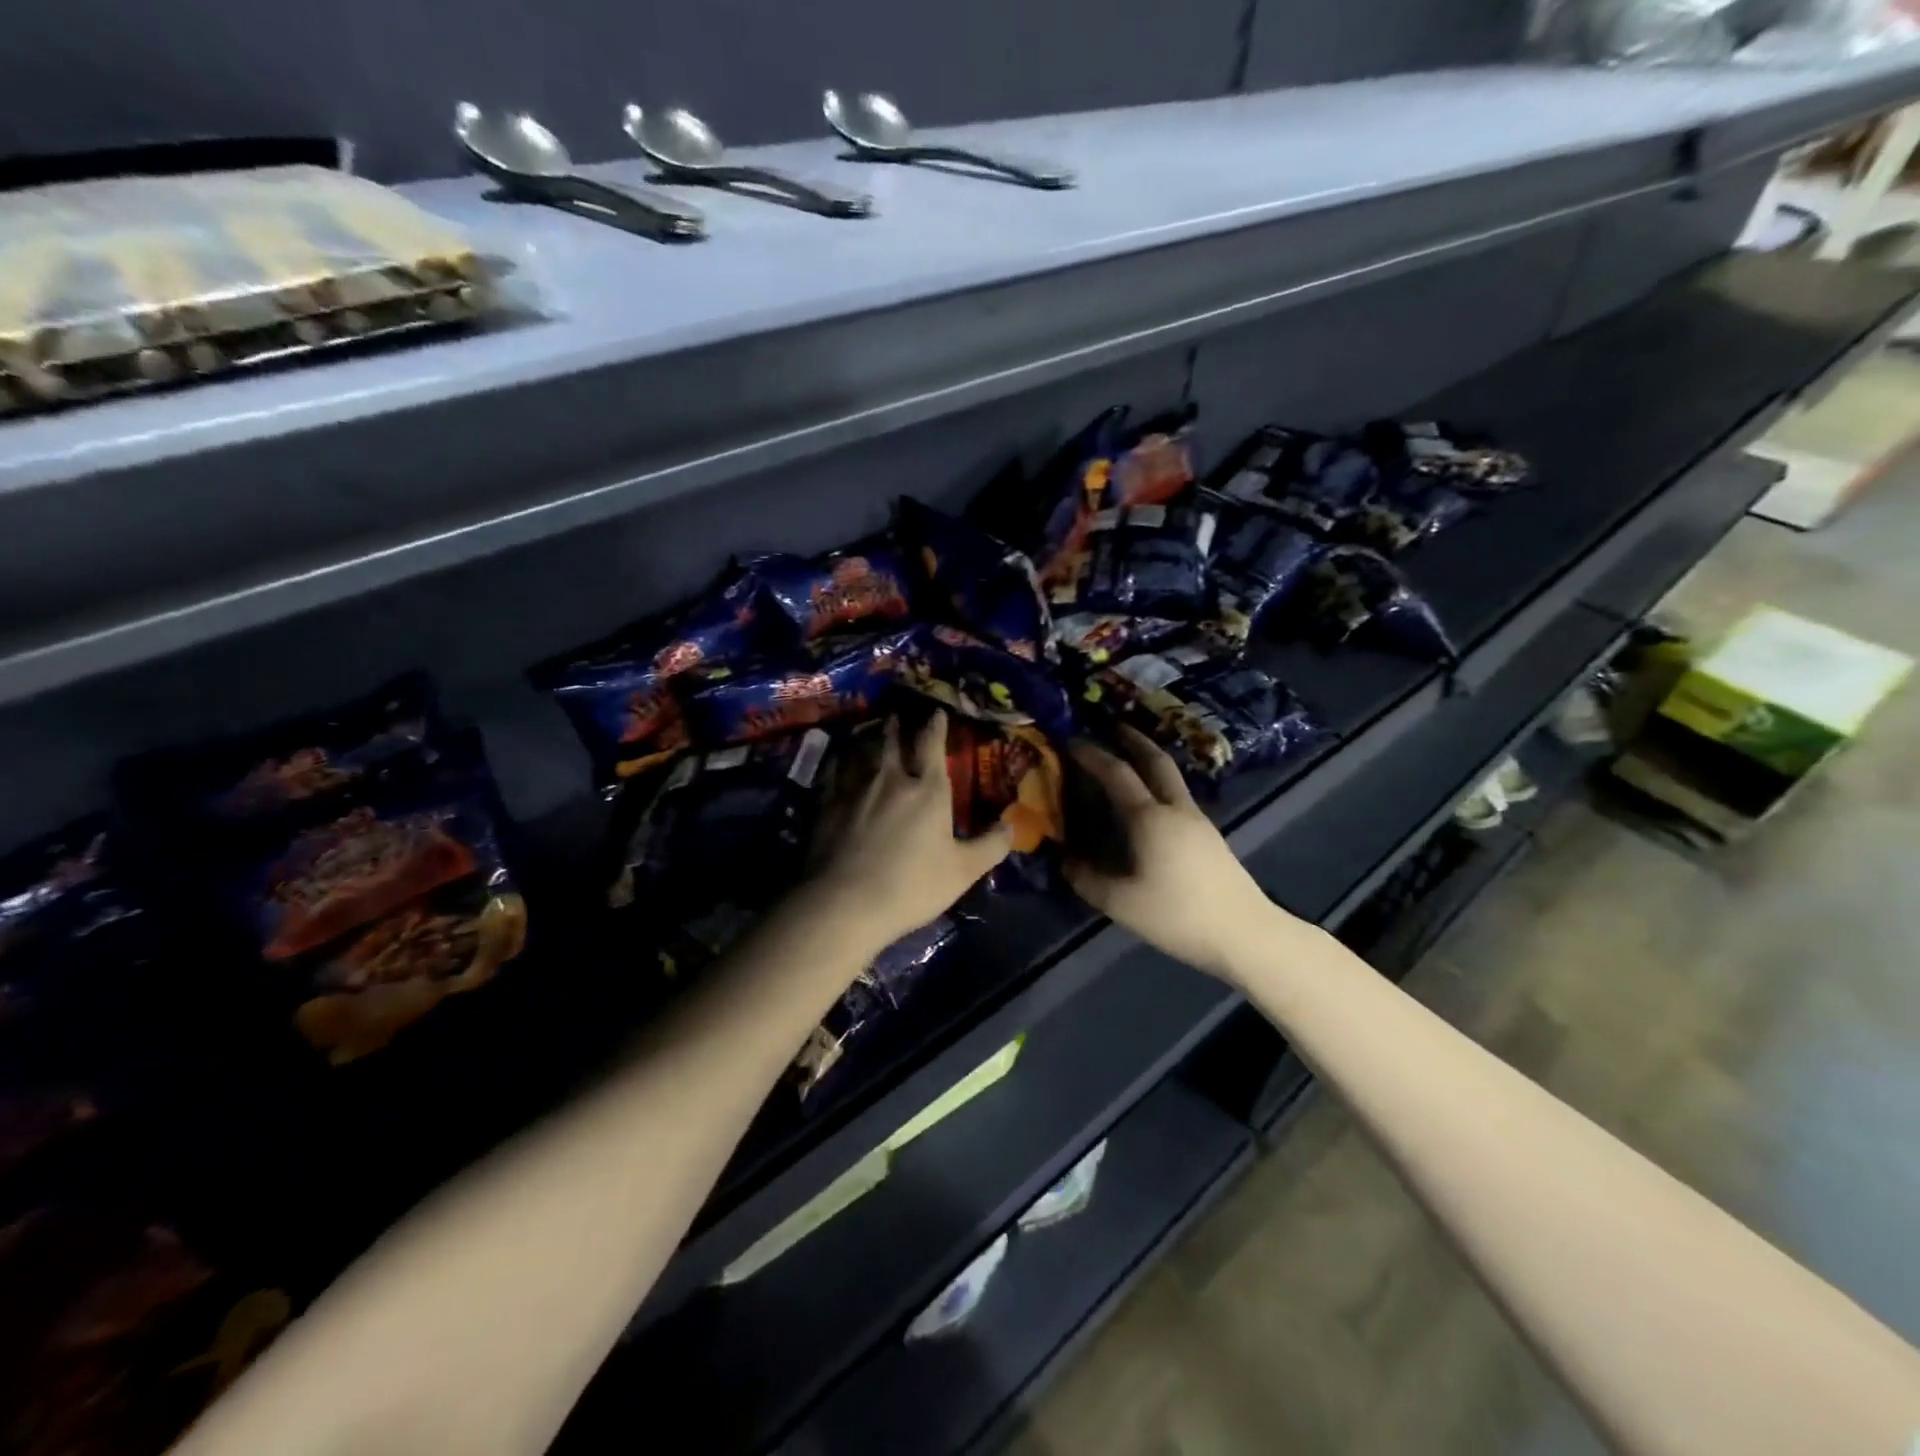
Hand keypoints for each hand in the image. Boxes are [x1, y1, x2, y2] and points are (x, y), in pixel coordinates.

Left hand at [817, 711, 1012, 949]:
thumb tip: (1011, 826)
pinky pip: (834, 772)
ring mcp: (854, 788)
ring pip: (862, 752)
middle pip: (892, 742)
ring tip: (870, 734)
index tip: (936, 713)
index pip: (931, 745)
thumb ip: (989, 846)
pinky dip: (840, 762)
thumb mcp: (962, 872)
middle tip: (896, 715)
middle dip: (897, 727)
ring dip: (869, 740)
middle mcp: (890, 779)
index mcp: (927, 789)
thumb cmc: (911, 886)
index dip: (935, 726)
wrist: (844, 903)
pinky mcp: (827, 805)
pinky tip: (838, 763)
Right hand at [1064, 728, 1289, 979]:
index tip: (1071, 740)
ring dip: (1149, 758)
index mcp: (1150, 818)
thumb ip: (1087, 879)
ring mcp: (1198, 821)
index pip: (1117, 773)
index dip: (1093, 754)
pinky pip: (1179, 795)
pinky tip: (1151, 802)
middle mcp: (1176, 809)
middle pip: (1156, 760)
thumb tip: (1064, 860)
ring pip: (1172, 776)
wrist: (1246, 934)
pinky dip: (1159, 783)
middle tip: (1113, 725)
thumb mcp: (1121, 903)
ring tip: (1129, 757)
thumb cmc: (1178, 915)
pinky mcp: (1210, 837)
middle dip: (1133, 738)